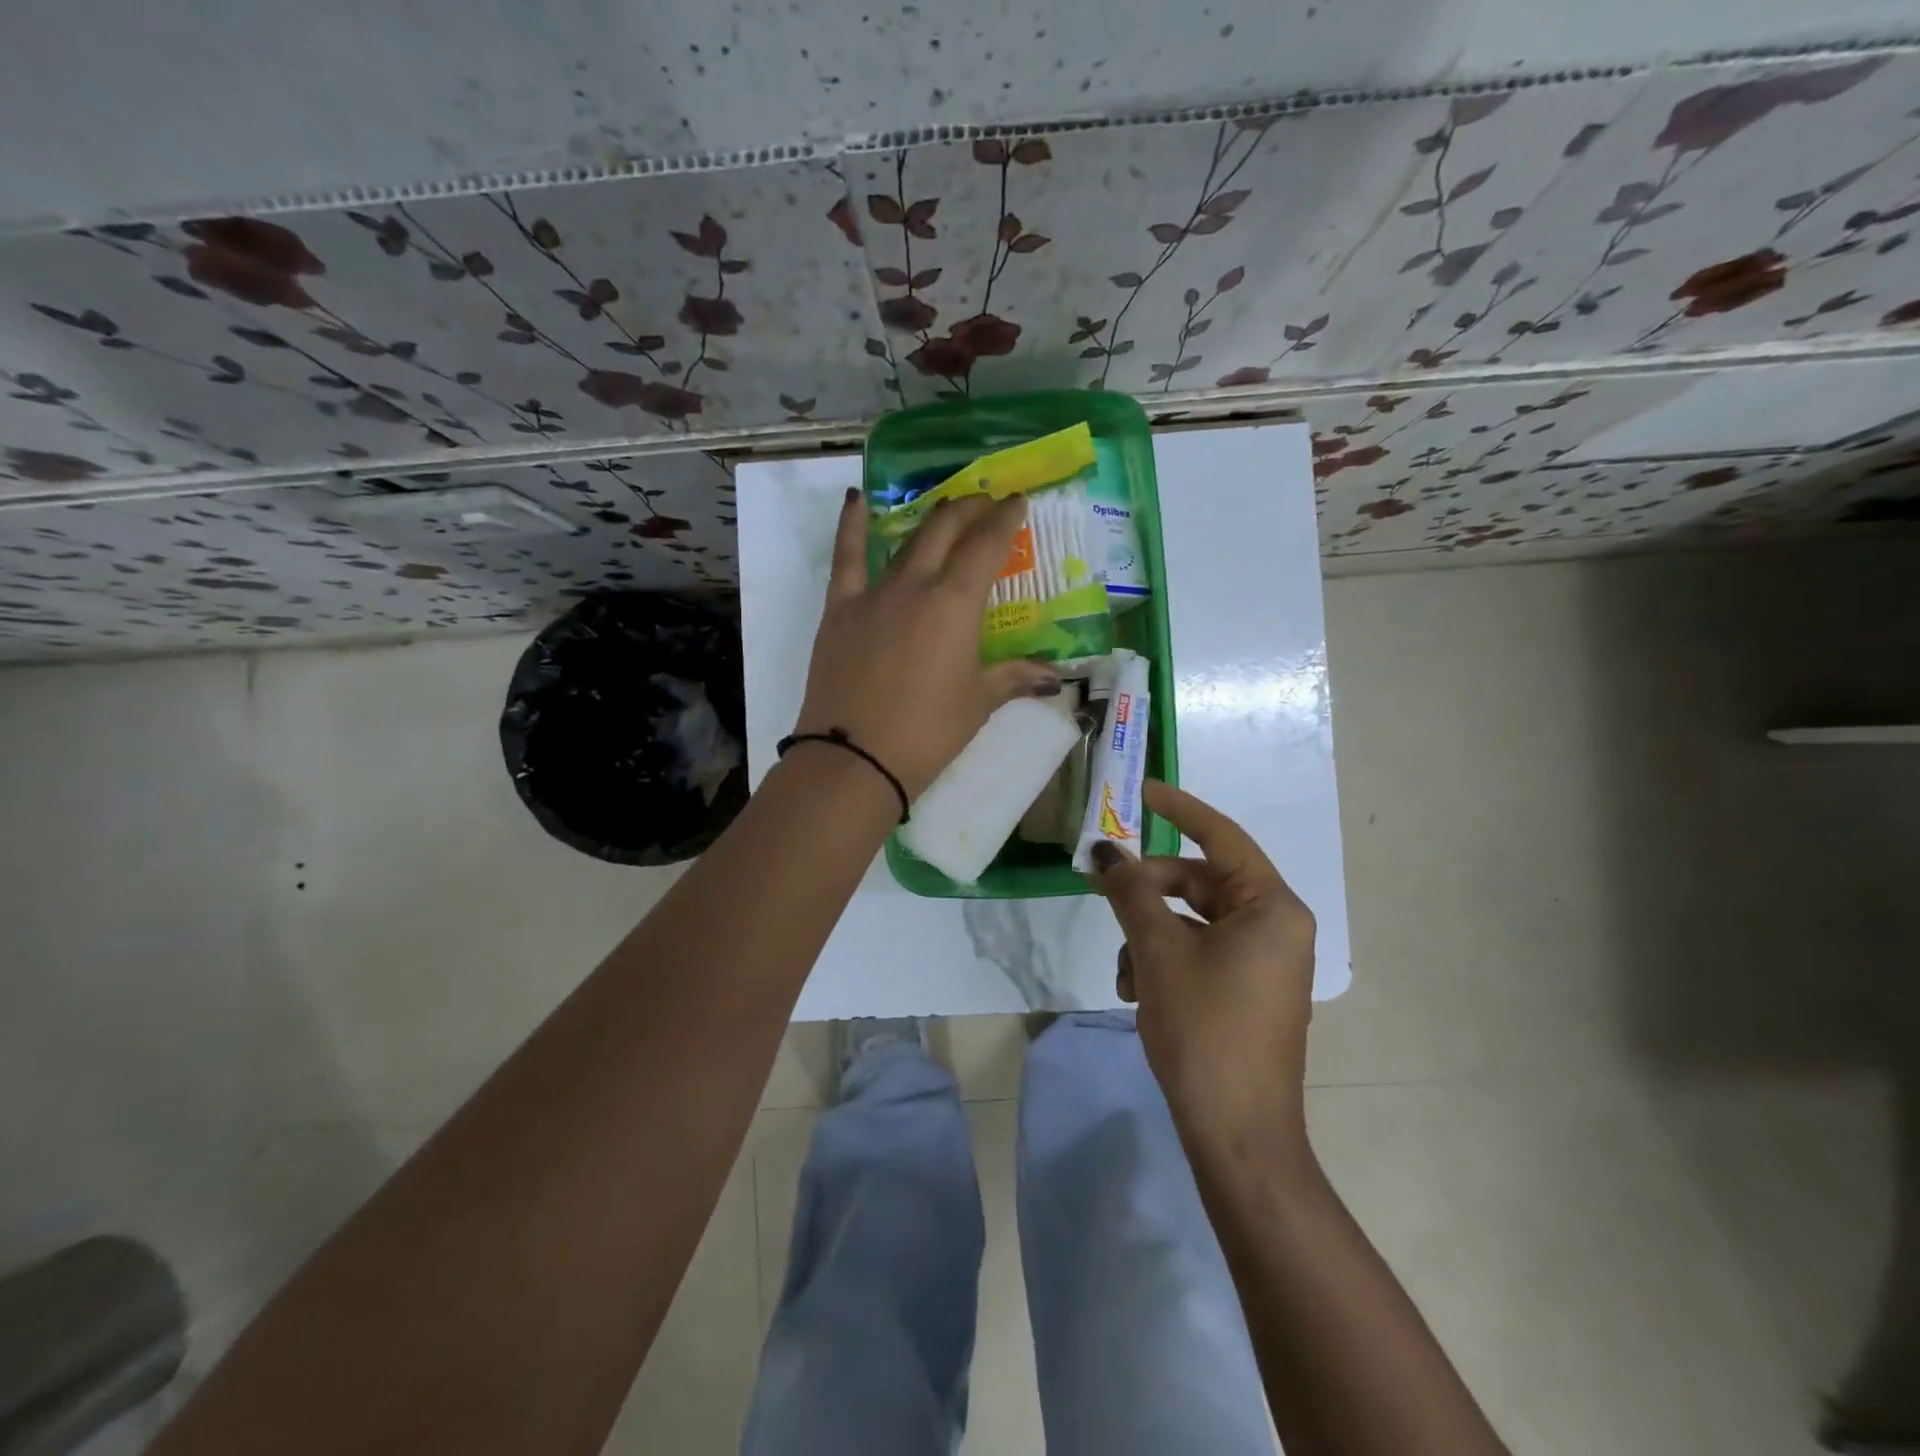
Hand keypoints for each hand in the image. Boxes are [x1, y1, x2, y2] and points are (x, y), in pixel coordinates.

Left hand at [794, 489, 1059, 798]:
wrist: (856, 757)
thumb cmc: (928, 732)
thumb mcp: (978, 703)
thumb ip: (1013, 678)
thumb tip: (1053, 677)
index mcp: (956, 604)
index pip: (987, 546)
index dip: (1004, 519)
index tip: (1016, 501)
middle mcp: (916, 585)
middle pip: (946, 530)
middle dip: (970, 510)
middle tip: (985, 504)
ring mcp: (873, 594)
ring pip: (906, 541)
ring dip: (930, 519)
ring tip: (947, 508)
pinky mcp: (839, 610)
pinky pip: (846, 558)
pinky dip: (851, 525)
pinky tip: (856, 499)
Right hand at [1091, 781, 1316, 1151]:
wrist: (1237, 1134)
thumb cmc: (1205, 1030)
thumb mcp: (1158, 951)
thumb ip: (1131, 893)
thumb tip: (1105, 854)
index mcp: (1271, 908)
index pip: (1221, 837)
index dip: (1178, 809)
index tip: (1141, 791)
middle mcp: (1275, 926)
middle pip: (1200, 883)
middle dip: (1149, 892)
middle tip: (1101, 888)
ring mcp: (1262, 961)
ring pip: (1192, 922)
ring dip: (1149, 936)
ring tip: (1125, 973)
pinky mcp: (1245, 990)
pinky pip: (1198, 952)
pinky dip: (1163, 961)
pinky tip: (1136, 992)